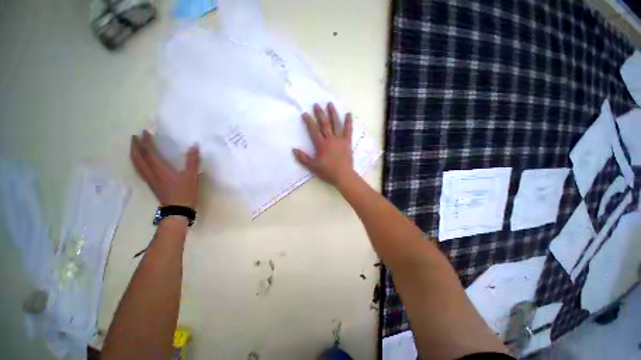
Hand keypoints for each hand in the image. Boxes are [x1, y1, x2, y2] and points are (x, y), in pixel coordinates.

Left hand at [130, 130, 199, 208]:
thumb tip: (194, 146)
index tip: (145, 132)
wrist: (177, 210)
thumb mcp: (191, 176)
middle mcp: (151, 173)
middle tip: (135, 137)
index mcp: (160, 170)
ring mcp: (150, 180)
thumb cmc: (185, 192)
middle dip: (136, 146)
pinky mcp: (151, 185)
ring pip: (137, 165)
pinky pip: (140, 170)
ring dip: (134, 154)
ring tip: (135, 147)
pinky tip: (140, 162)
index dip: (147, 142)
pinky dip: (137, 163)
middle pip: (138, 158)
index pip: (150, 153)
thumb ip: (192, 161)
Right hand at [293, 102, 354, 185]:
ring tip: (330, 104)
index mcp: (321, 144)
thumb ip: (303, 158)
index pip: (314, 130)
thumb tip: (294, 149)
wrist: (343, 176)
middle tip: (316, 104)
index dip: (309, 121)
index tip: (305, 113)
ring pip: (336, 124)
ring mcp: (340, 140)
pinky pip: (348, 130)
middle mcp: (330, 139)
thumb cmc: (327, 171)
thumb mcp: (313, 167)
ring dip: (333, 114)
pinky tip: (348, 114)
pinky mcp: (347, 142)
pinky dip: (348, 122)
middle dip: (320, 114)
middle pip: (324, 124)